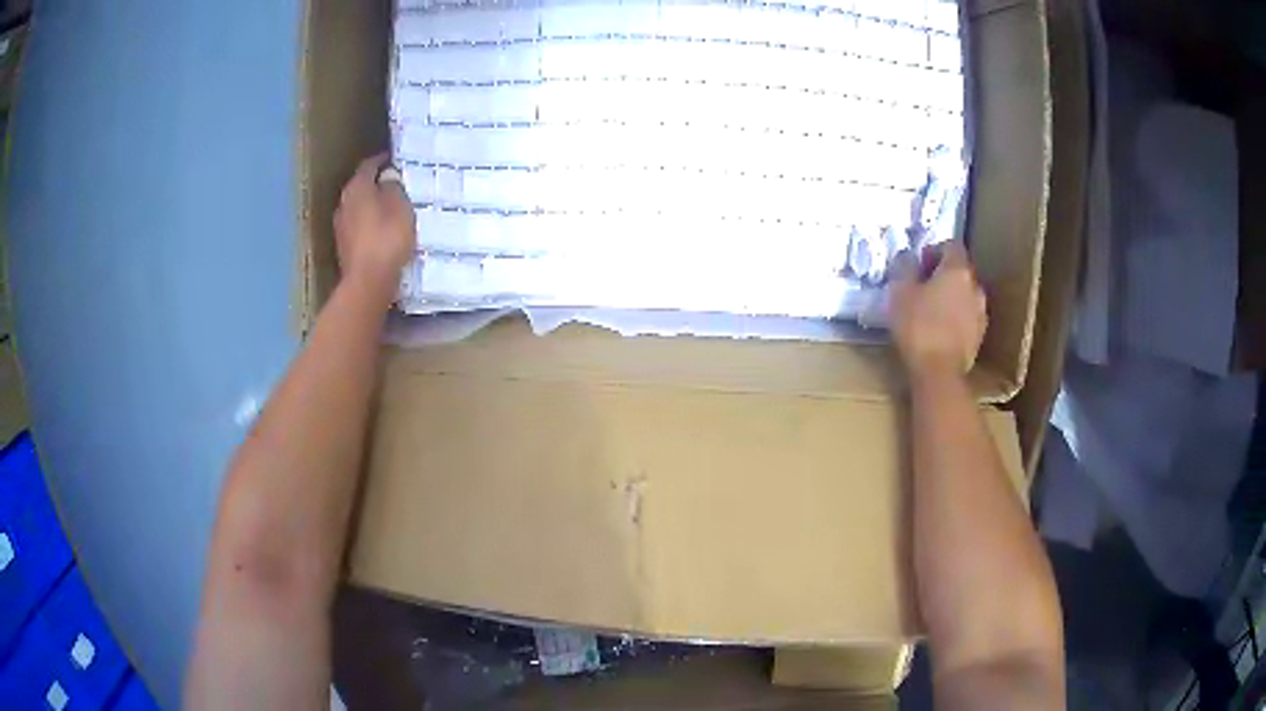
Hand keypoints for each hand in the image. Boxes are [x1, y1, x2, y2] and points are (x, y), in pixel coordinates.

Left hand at [333, 153, 415, 304]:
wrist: (369, 282)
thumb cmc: (388, 238)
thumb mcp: (400, 207)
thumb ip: (394, 187)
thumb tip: (387, 177)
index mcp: (356, 188)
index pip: (368, 165)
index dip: (381, 160)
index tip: (393, 159)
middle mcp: (343, 203)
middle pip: (359, 187)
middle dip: (374, 184)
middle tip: (393, 184)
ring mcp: (340, 227)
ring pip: (357, 208)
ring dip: (370, 206)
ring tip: (389, 208)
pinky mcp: (344, 248)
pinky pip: (357, 227)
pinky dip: (368, 224)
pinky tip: (380, 231)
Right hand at [890, 241, 986, 378]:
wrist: (939, 373)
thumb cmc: (918, 326)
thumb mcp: (900, 291)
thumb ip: (904, 266)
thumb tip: (907, 255)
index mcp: (958, 270)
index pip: (951, 245)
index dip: (934, 250)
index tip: (918, 265)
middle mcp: (975, 286)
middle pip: (960, 271)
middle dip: (942, 275)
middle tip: (922, 288)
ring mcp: (981, 313)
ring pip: (965, 295)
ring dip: (951, 298)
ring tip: (931, 312)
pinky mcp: (980, 337)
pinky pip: (967, 317)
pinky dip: (955, 318)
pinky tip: (939, 332)